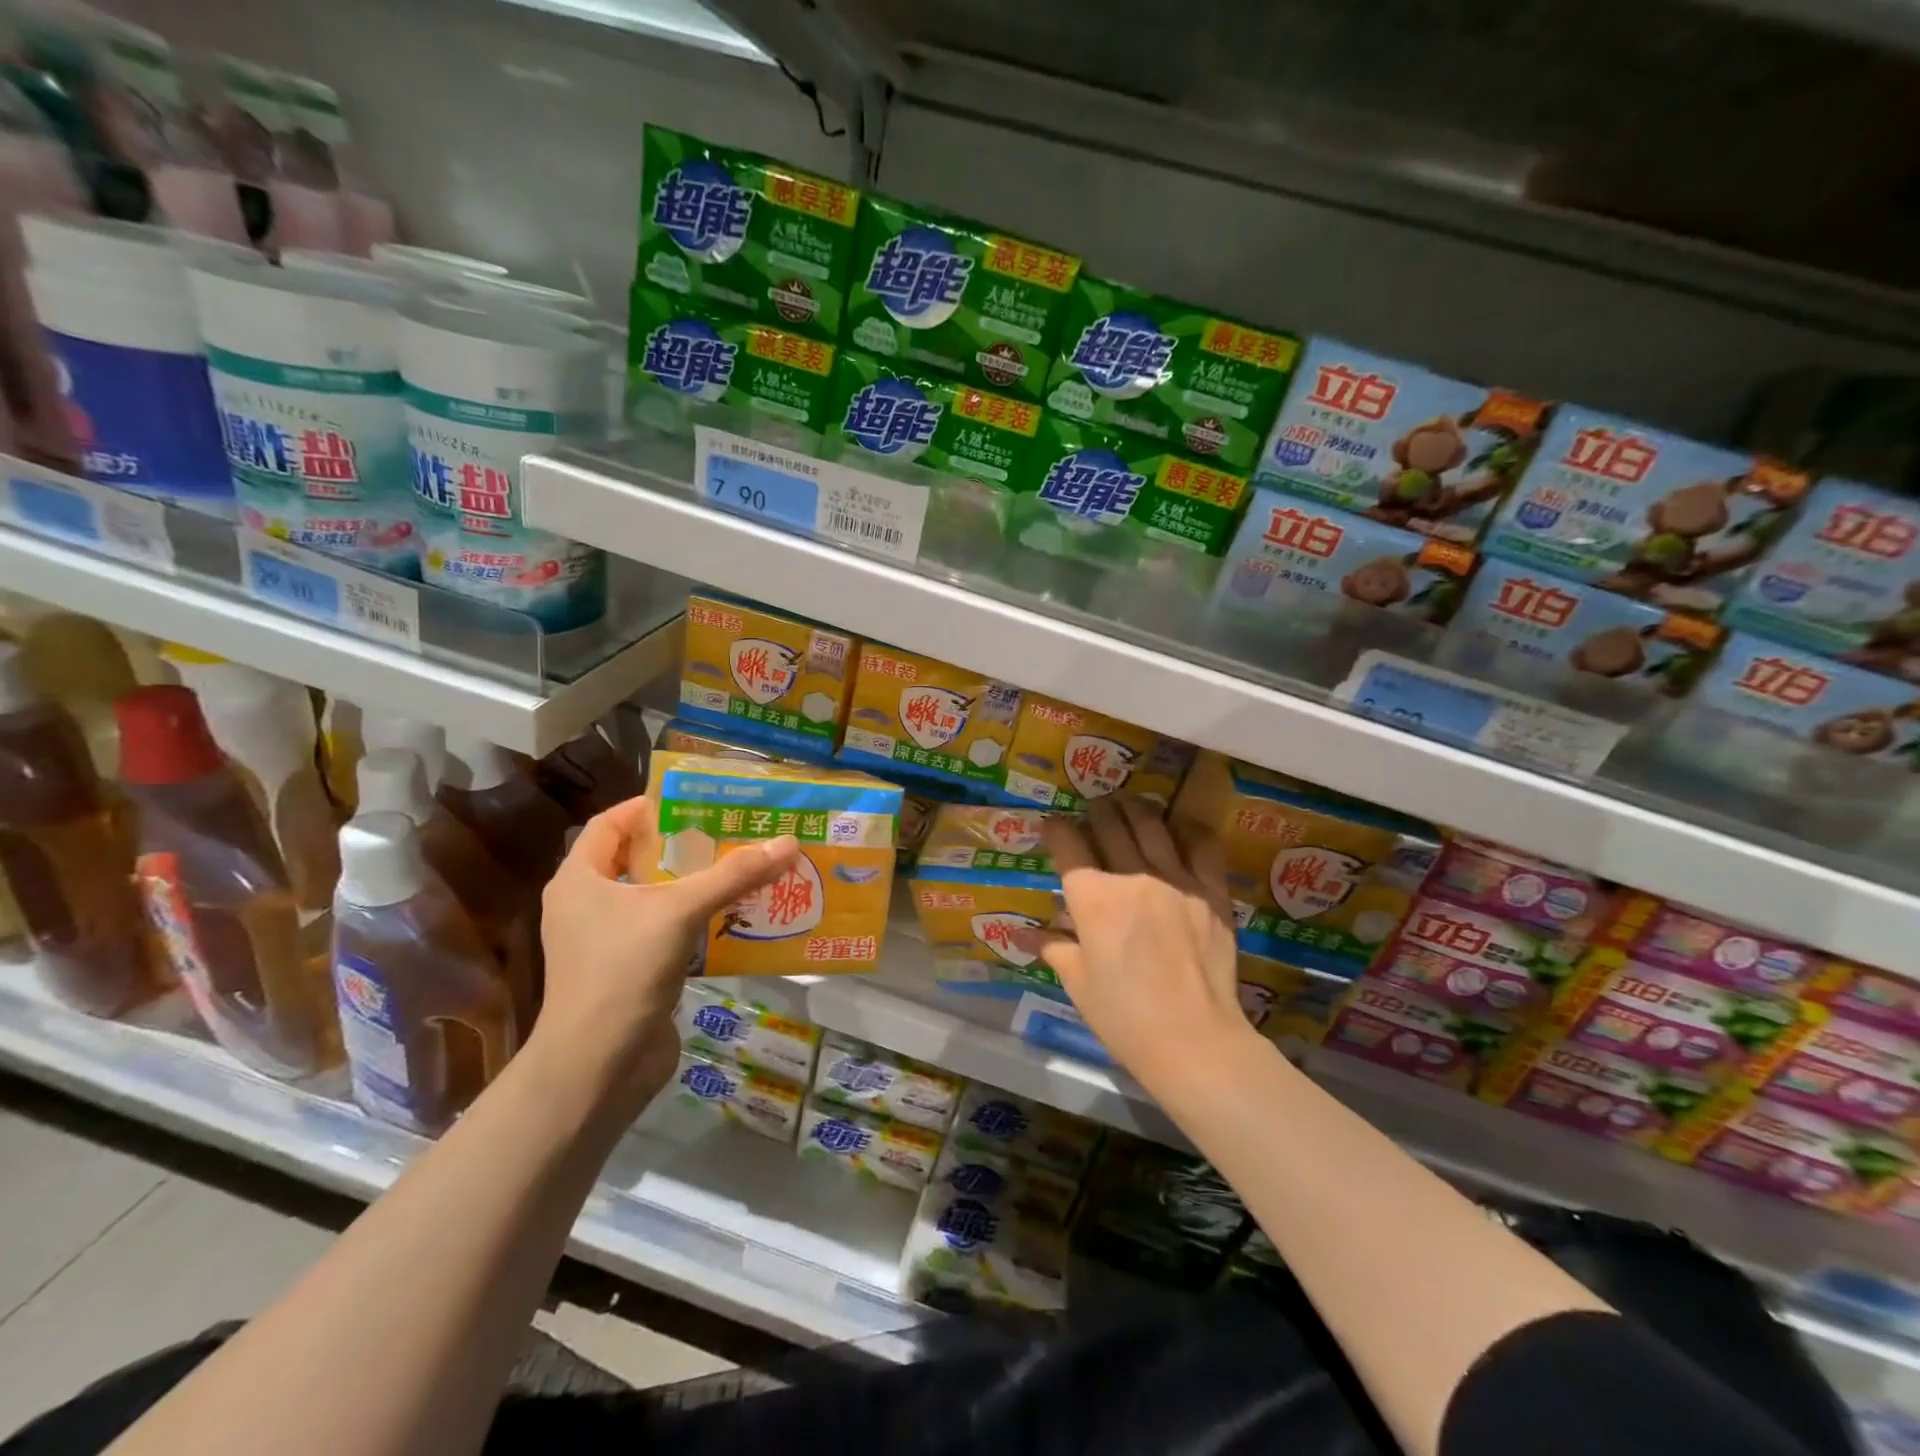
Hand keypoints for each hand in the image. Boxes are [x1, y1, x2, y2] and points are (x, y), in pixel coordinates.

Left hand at [532, 796, 798, 1103]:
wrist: (598, 1067)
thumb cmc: (623, 972)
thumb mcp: (680, 911)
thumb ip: (734, 875)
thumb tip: (788, 841)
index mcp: (579, 880)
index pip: (610, 824)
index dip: (649, 806)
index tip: (696, 800)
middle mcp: (587, 905)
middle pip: (637, 859)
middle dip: (684, 844)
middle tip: (731, 831)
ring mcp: (606, 942)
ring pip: (655, 898)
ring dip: (695, 884)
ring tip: (742, 868)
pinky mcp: (628, 972)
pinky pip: (665, 931)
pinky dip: (696, 920)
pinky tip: (734, 917)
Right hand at [1034, 798, 1251, 1096]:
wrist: (1193, 1041)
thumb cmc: (1124, 1017)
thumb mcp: (1078, 982)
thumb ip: (1052, 946)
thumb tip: (1020, 934)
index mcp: (1092, 898)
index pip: (1067, 843)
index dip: (1055, 829)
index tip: (1052, 827)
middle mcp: (1131, 876)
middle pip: (1108, 823)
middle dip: (1094, 811)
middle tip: (1091, 812)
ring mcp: (1176, 879)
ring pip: (1151, 824)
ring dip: (1133, 809)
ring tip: (1127, 806)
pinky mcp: (1211, 892)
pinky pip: (1202, 845)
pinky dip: (1187, 830)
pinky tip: (1179, 829)